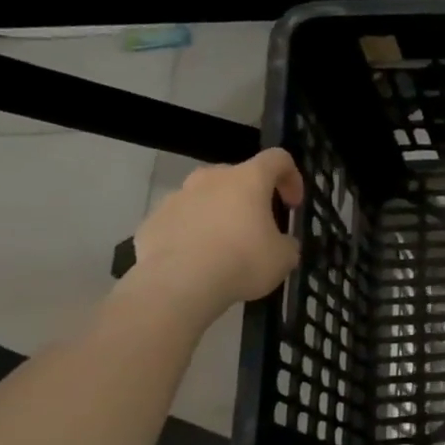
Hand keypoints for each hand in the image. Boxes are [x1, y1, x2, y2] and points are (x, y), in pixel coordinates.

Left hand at [127, 149, 304, 319]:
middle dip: (249, 197)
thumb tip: (280, 242)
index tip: (292, 204)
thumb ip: (286, 242)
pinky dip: (191, 233)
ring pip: (204, 197)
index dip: (291, 177)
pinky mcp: (152, 221)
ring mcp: (176, 198)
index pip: (277, 159)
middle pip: (236, 176)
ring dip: (218, 214)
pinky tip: (196, 261)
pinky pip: (179, 221)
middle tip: (257, 226)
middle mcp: (210, 179)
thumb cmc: (242, 262)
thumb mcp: (284, 257)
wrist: (178, 285)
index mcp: (248, 180)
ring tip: (223, 247)